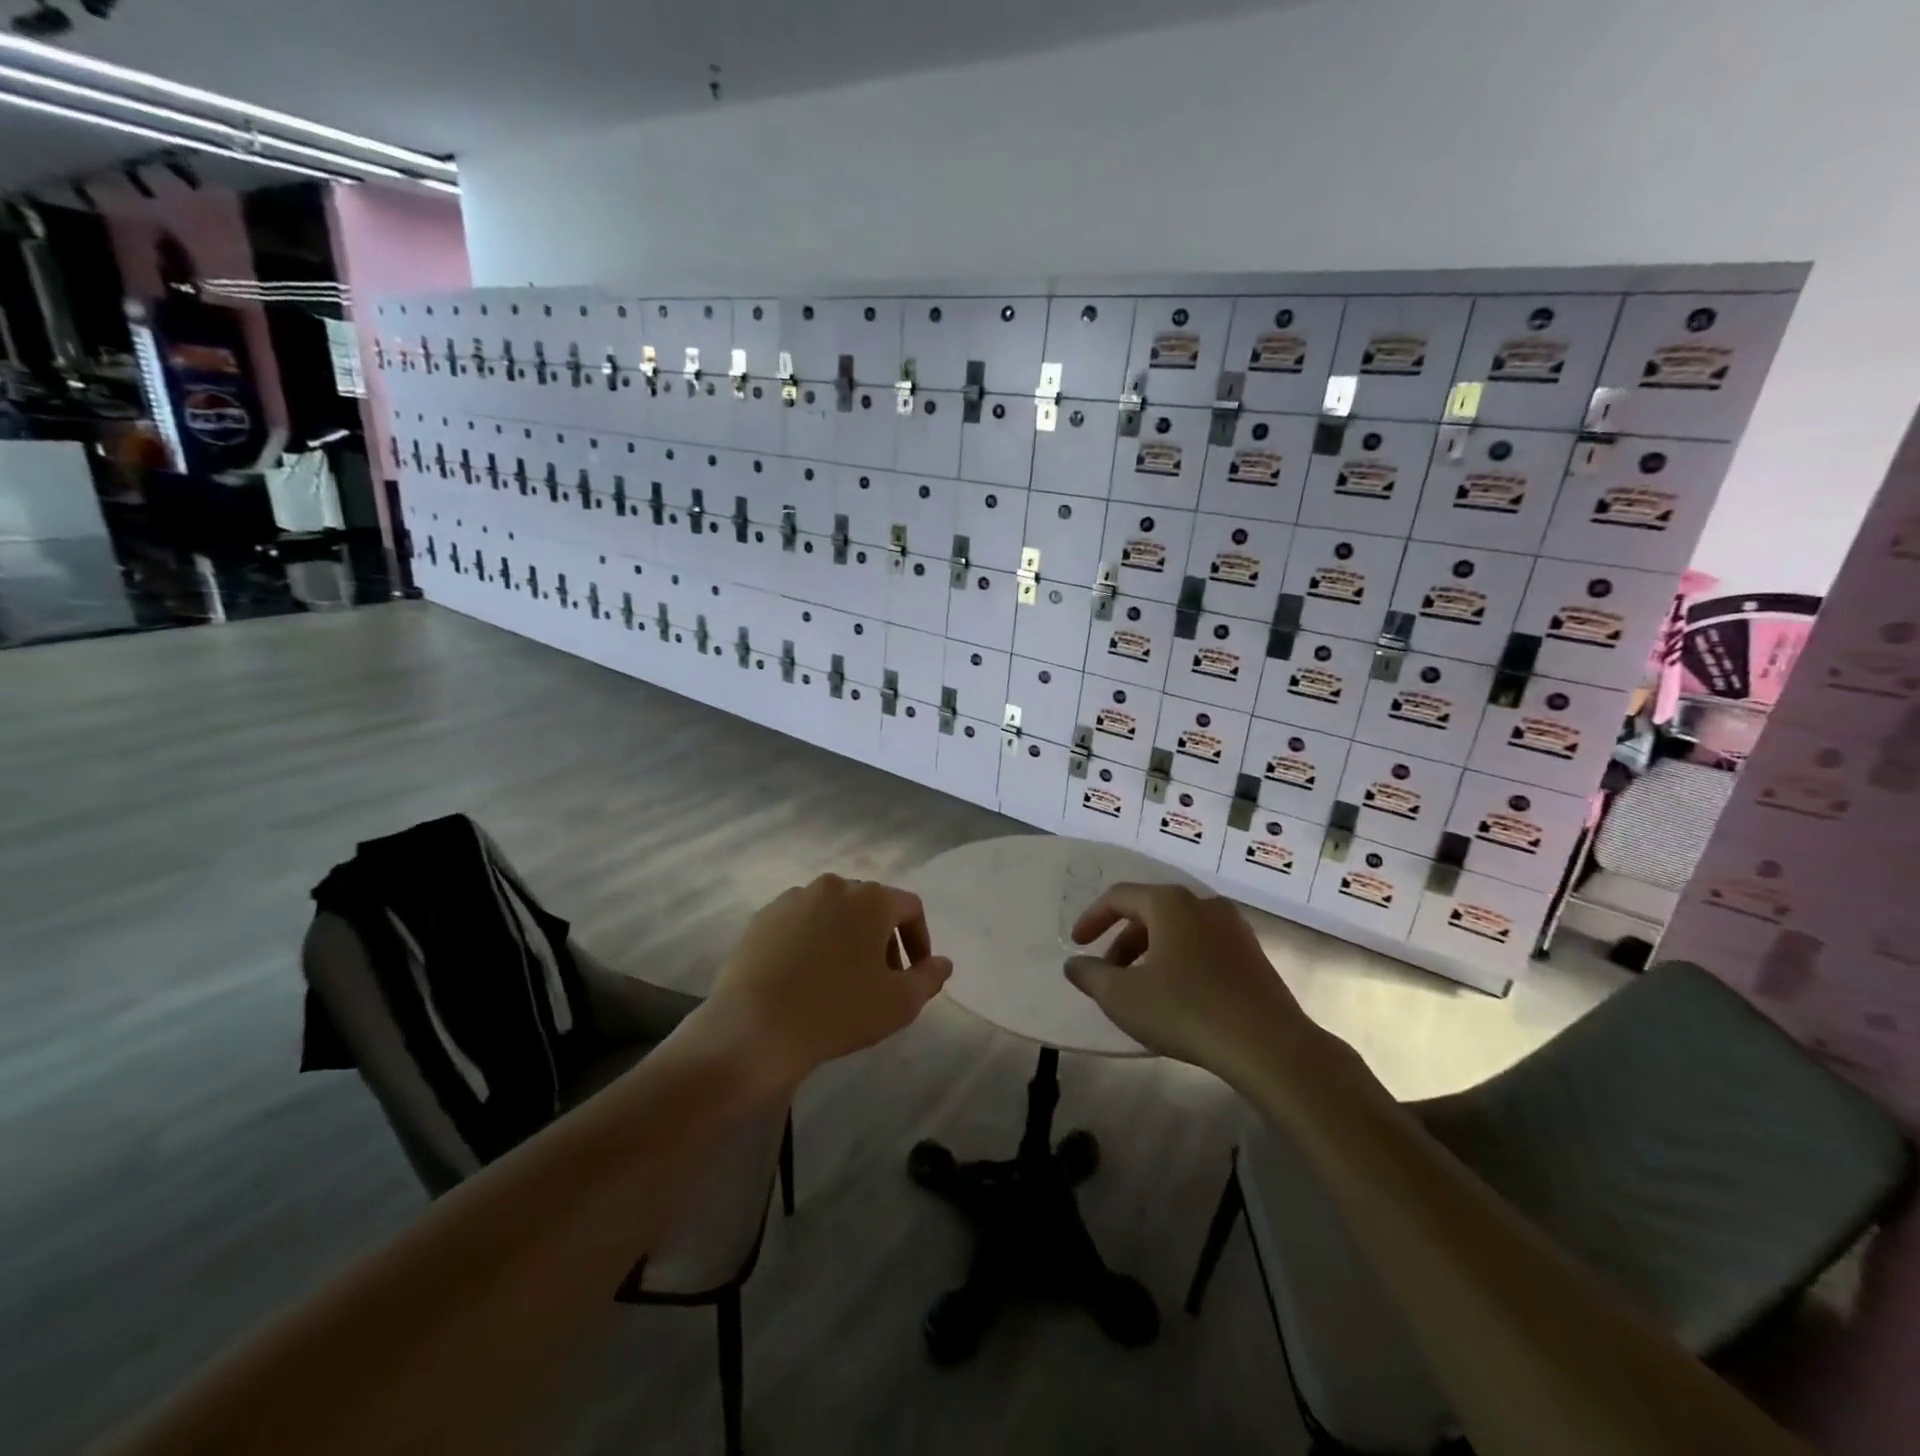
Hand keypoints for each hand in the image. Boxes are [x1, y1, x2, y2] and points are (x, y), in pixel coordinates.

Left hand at [697, 874, 951, 1087]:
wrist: (755, 1028)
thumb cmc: (838, 1011)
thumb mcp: (899, 1003)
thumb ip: (929, 978)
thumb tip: (943, 963)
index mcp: (870, 898)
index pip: (909, 907)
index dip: (919, 939)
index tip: (914, 973)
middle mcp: (833, 886)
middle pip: (870, 907)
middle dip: (883, 940)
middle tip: (880, 980)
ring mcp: (793, 899)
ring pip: (833, 914)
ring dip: (846, 939)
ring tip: (841, 980)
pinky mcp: (762, 918)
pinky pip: (800, 924)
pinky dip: (812, 943)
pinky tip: (805, 979)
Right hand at [1064, 883, 1316, 1080]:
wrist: (1268, 1045)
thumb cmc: (1185, 1010)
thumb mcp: (1123, 997)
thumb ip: (1090, 975)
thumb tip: (1075, 964)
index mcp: (1169, 903)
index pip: (1118, 897)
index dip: (1092, 919)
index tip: (1077, 944)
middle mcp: (1202, 903)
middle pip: (1149, 912)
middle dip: (1122, 941)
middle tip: (1108, 974)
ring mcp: (1233, 927)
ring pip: (1178, 930)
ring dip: (1151, 952)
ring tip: (1140, 988)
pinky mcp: (1252, 954)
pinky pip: (1203, 946)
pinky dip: (1179, 960)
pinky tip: (1177, 996)